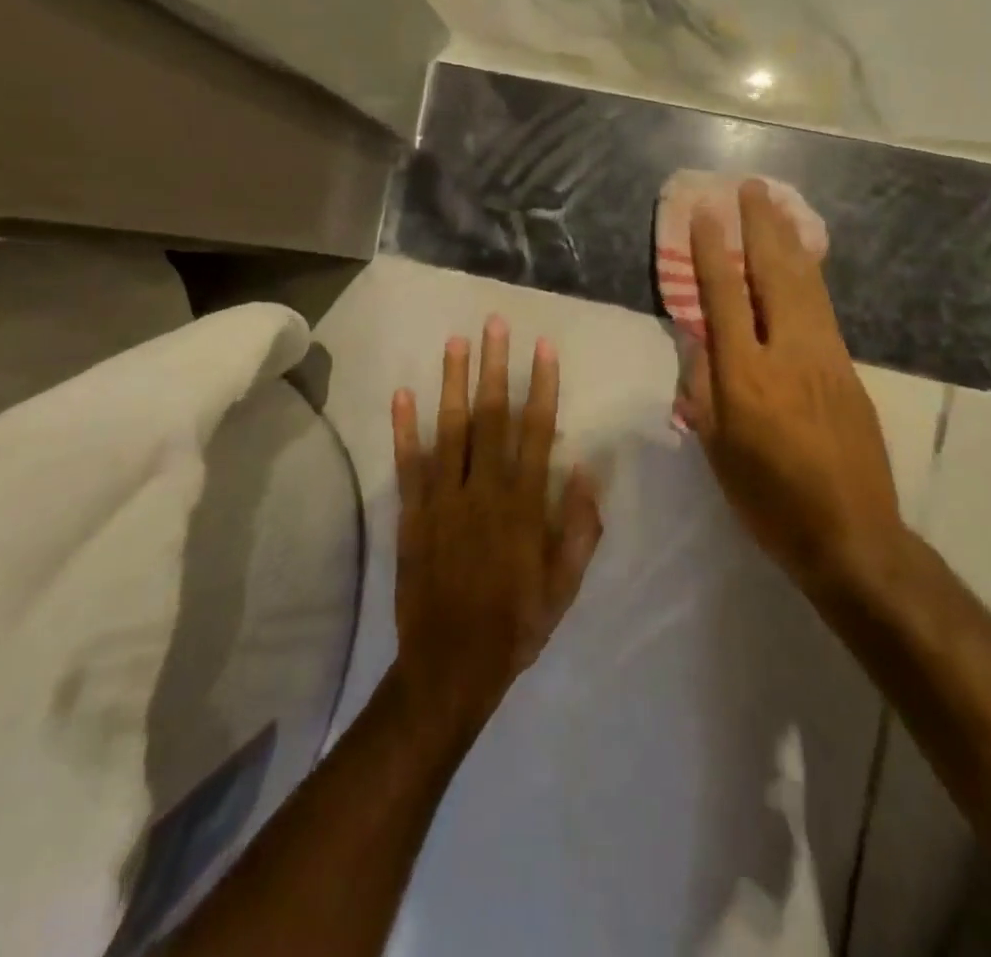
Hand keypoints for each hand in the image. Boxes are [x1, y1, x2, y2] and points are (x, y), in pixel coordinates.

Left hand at [390, 317, 603, 749]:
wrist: (451, 666)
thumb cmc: (516, 624)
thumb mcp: (564, 586)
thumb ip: (579, 528)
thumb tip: (587, 471)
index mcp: (524, 505)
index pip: (537, 432)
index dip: (541, 387)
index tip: (543, 348)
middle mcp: (484, 491)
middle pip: (491, 417)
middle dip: (495, 367)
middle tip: (495, 324)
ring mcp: (444, 499)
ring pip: (451, 430)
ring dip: (453, 383)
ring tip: (455, 342)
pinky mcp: (413, 514)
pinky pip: (409, 465)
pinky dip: (405, 429)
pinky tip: (403, 393)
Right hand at [680, 180, 903, 599]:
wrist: (852, 534)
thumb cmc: (770, 501)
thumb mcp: (718, 452)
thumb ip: (704, 391)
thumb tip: (701, 344)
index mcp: (746, 377)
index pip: (724, 298)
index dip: (711, 252)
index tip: (704, 213)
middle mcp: (788, 354)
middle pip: (774, 274)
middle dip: (760, 226)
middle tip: (750, 187)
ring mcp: (825, 356)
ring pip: (805, 283)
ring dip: (788, 239)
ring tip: (775, 204)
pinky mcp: (848, 368)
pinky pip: (822, 306)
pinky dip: (808, 273)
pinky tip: (802, 259)